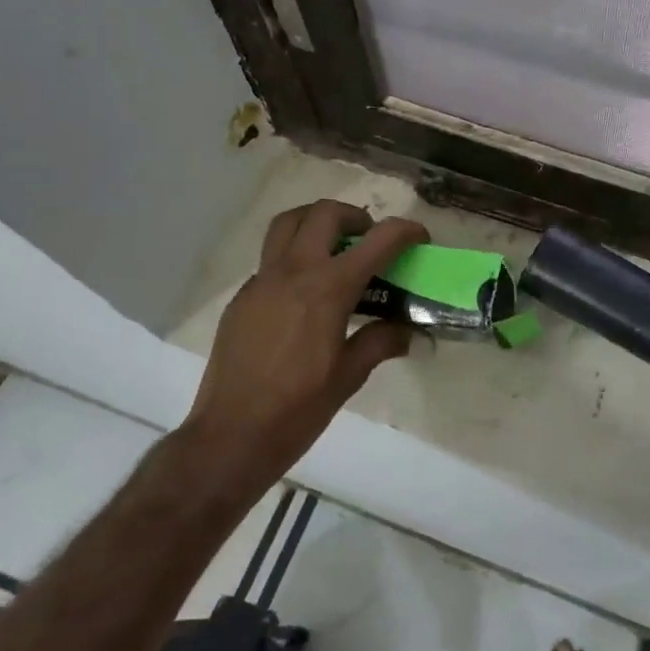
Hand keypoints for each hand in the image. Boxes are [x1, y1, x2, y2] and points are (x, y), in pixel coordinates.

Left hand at [183, 200, 427, 490]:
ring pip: (288, 223)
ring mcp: (261, 281)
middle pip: (325, 213)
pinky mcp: (242, 298)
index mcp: (327, 289)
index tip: (419, 237)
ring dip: (316, 222)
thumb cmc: (297, 409)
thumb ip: (381, 342)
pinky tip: (305, 296)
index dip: (405, 231)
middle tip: (369, 239)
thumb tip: (408, 332)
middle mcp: (293, 272)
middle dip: (355, 216)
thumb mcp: (349, 376)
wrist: (230, 437)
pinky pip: (270, 259)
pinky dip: (294, 257)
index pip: (377, 241)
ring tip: (334, 247)